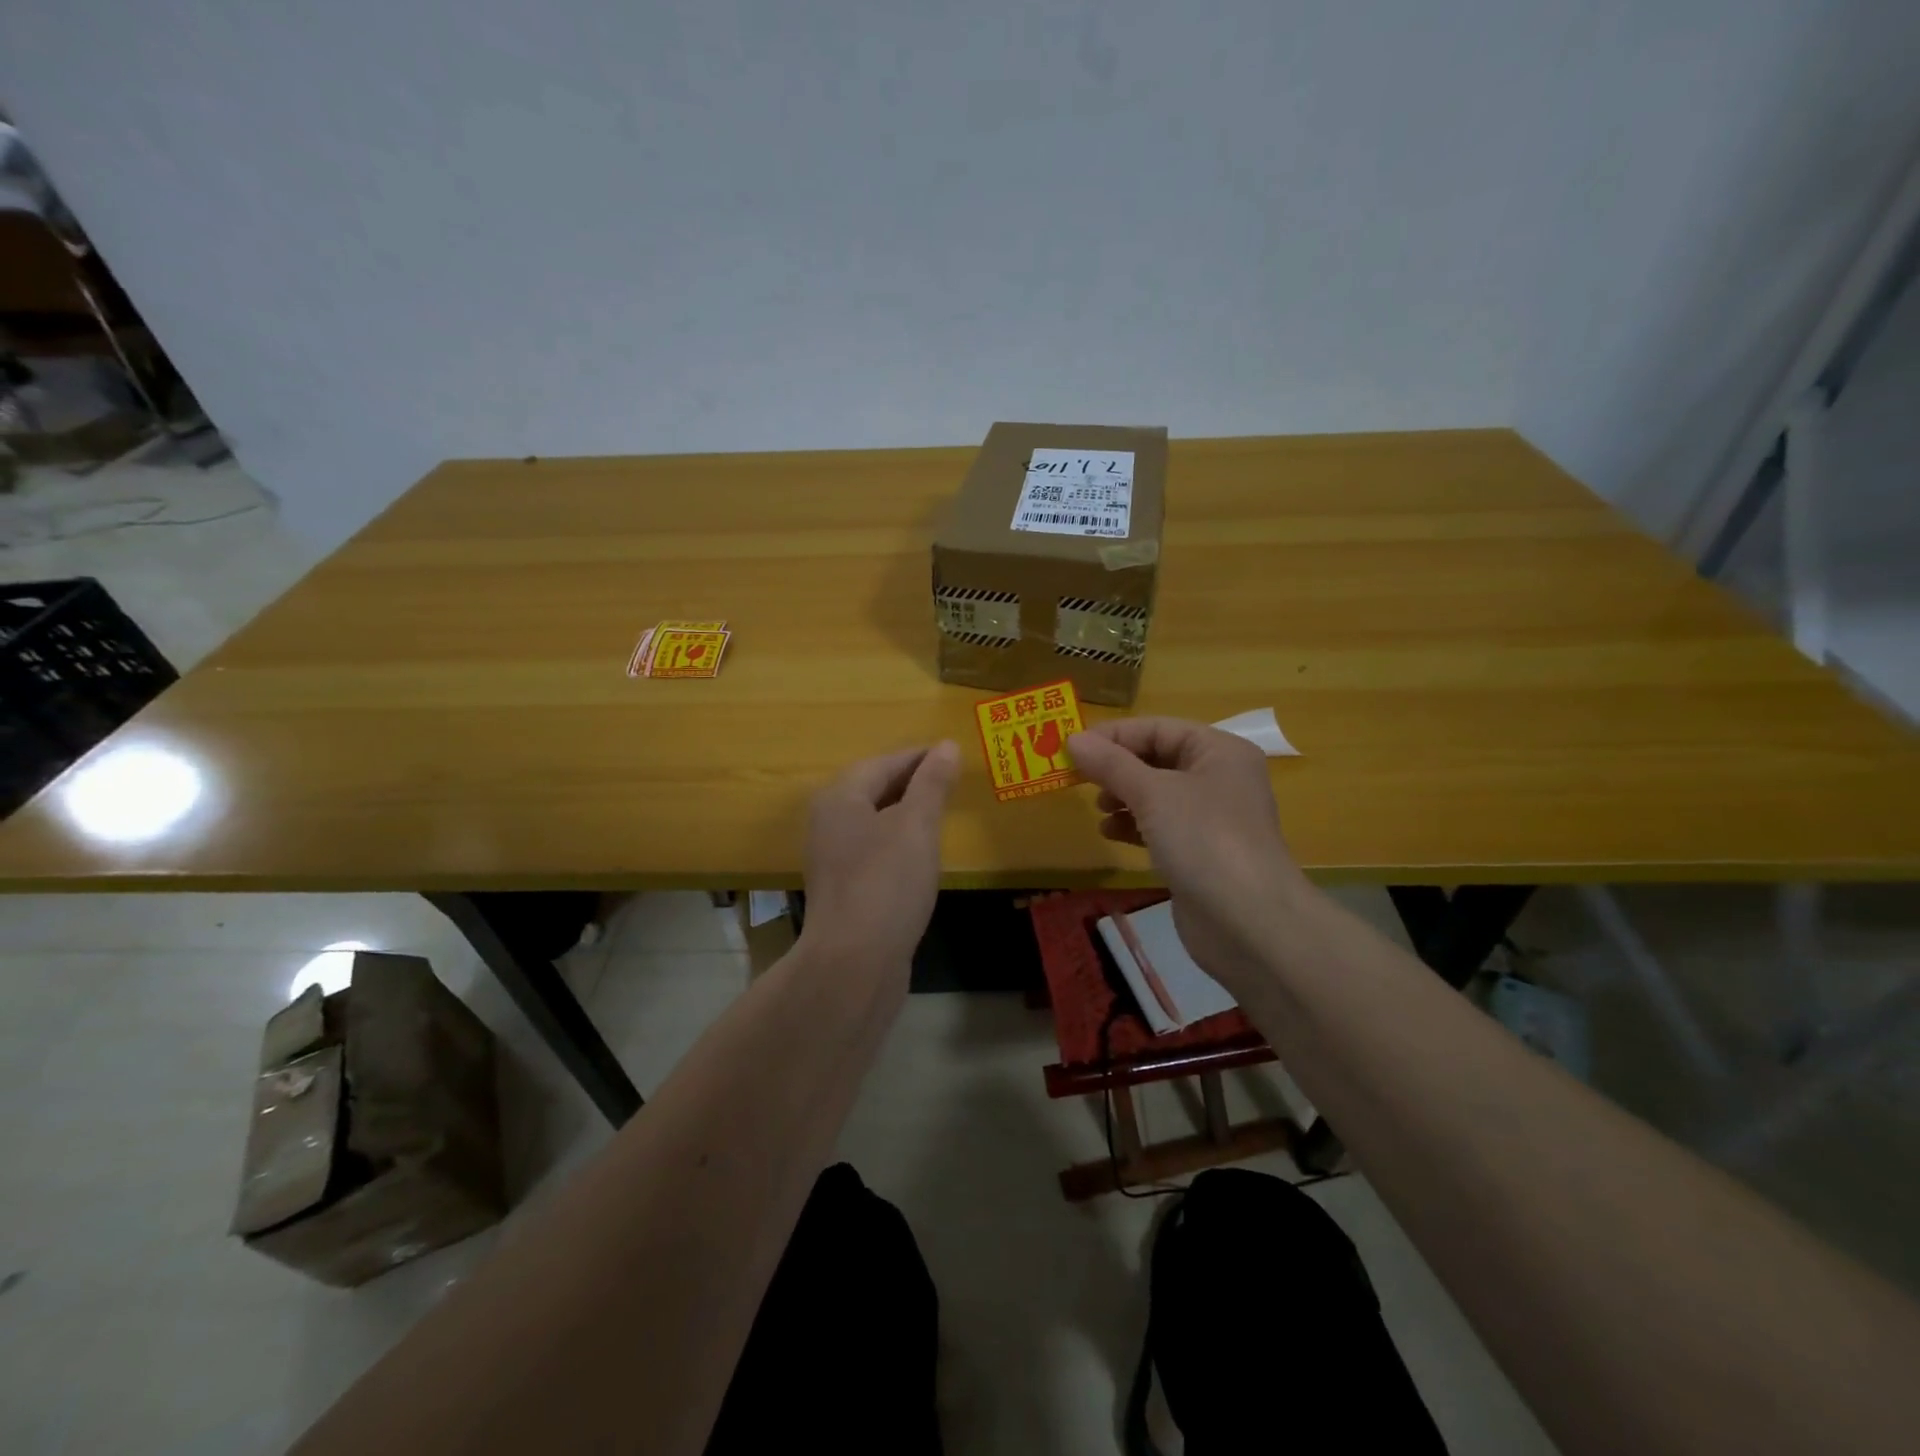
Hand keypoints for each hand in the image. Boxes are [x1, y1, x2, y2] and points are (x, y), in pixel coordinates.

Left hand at [800, 741, 960, 971]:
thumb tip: (946, 746)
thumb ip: (932, 783)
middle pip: (874, 789)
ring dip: (906, 813)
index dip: (919, 757)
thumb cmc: (886, 883)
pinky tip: (921, 855)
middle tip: (951, 780)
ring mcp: (833, 858)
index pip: (884, 763)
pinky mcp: (844, 889)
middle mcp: (829, 822)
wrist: (853, 963)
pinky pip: (874, 850)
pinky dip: (899, 842)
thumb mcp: (916, 826)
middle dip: (912, 782)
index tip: (952, 754)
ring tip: (941, 813)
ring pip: (874, 821)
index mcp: (840, 798)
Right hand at [1068, 719, 1308, 985]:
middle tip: (1079, 779)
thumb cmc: (1203, 840)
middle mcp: (1220, 778)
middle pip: (1158, 759)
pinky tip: (1110, 833)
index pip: (1158, 728)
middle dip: (1118, 768)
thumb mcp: (1152, 794)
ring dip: (1123, 797)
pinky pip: (1161, 826)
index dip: (1114, 735)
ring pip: (1157, 794)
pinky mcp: (1201, 852)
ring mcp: (1212, 818)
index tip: (1073, 747)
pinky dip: (1134, 825)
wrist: (1248, 922)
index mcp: (1219, 751)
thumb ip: (1111, 764)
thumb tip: (1073, 740)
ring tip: (1098, 808)